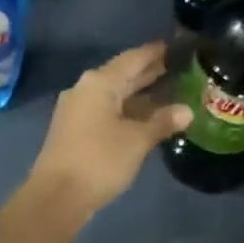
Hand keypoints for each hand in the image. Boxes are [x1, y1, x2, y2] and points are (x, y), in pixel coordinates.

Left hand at [29, 42, 191, 216]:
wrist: (57, 195)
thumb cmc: (99, 160)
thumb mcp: (137, 140)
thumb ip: (162, 122)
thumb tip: (187, 110)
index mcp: (99, 82)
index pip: (133, 59)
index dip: (156, 53)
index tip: (178, 46)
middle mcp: (85, 88)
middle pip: (122, 74)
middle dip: (150, 72)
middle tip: (180, 67)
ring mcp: (77, 109)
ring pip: (115, 94)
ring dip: (140, 94)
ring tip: (171, 91)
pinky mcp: (75, 128)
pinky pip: (107, 110)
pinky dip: (128, 110)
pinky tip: (147, 117)